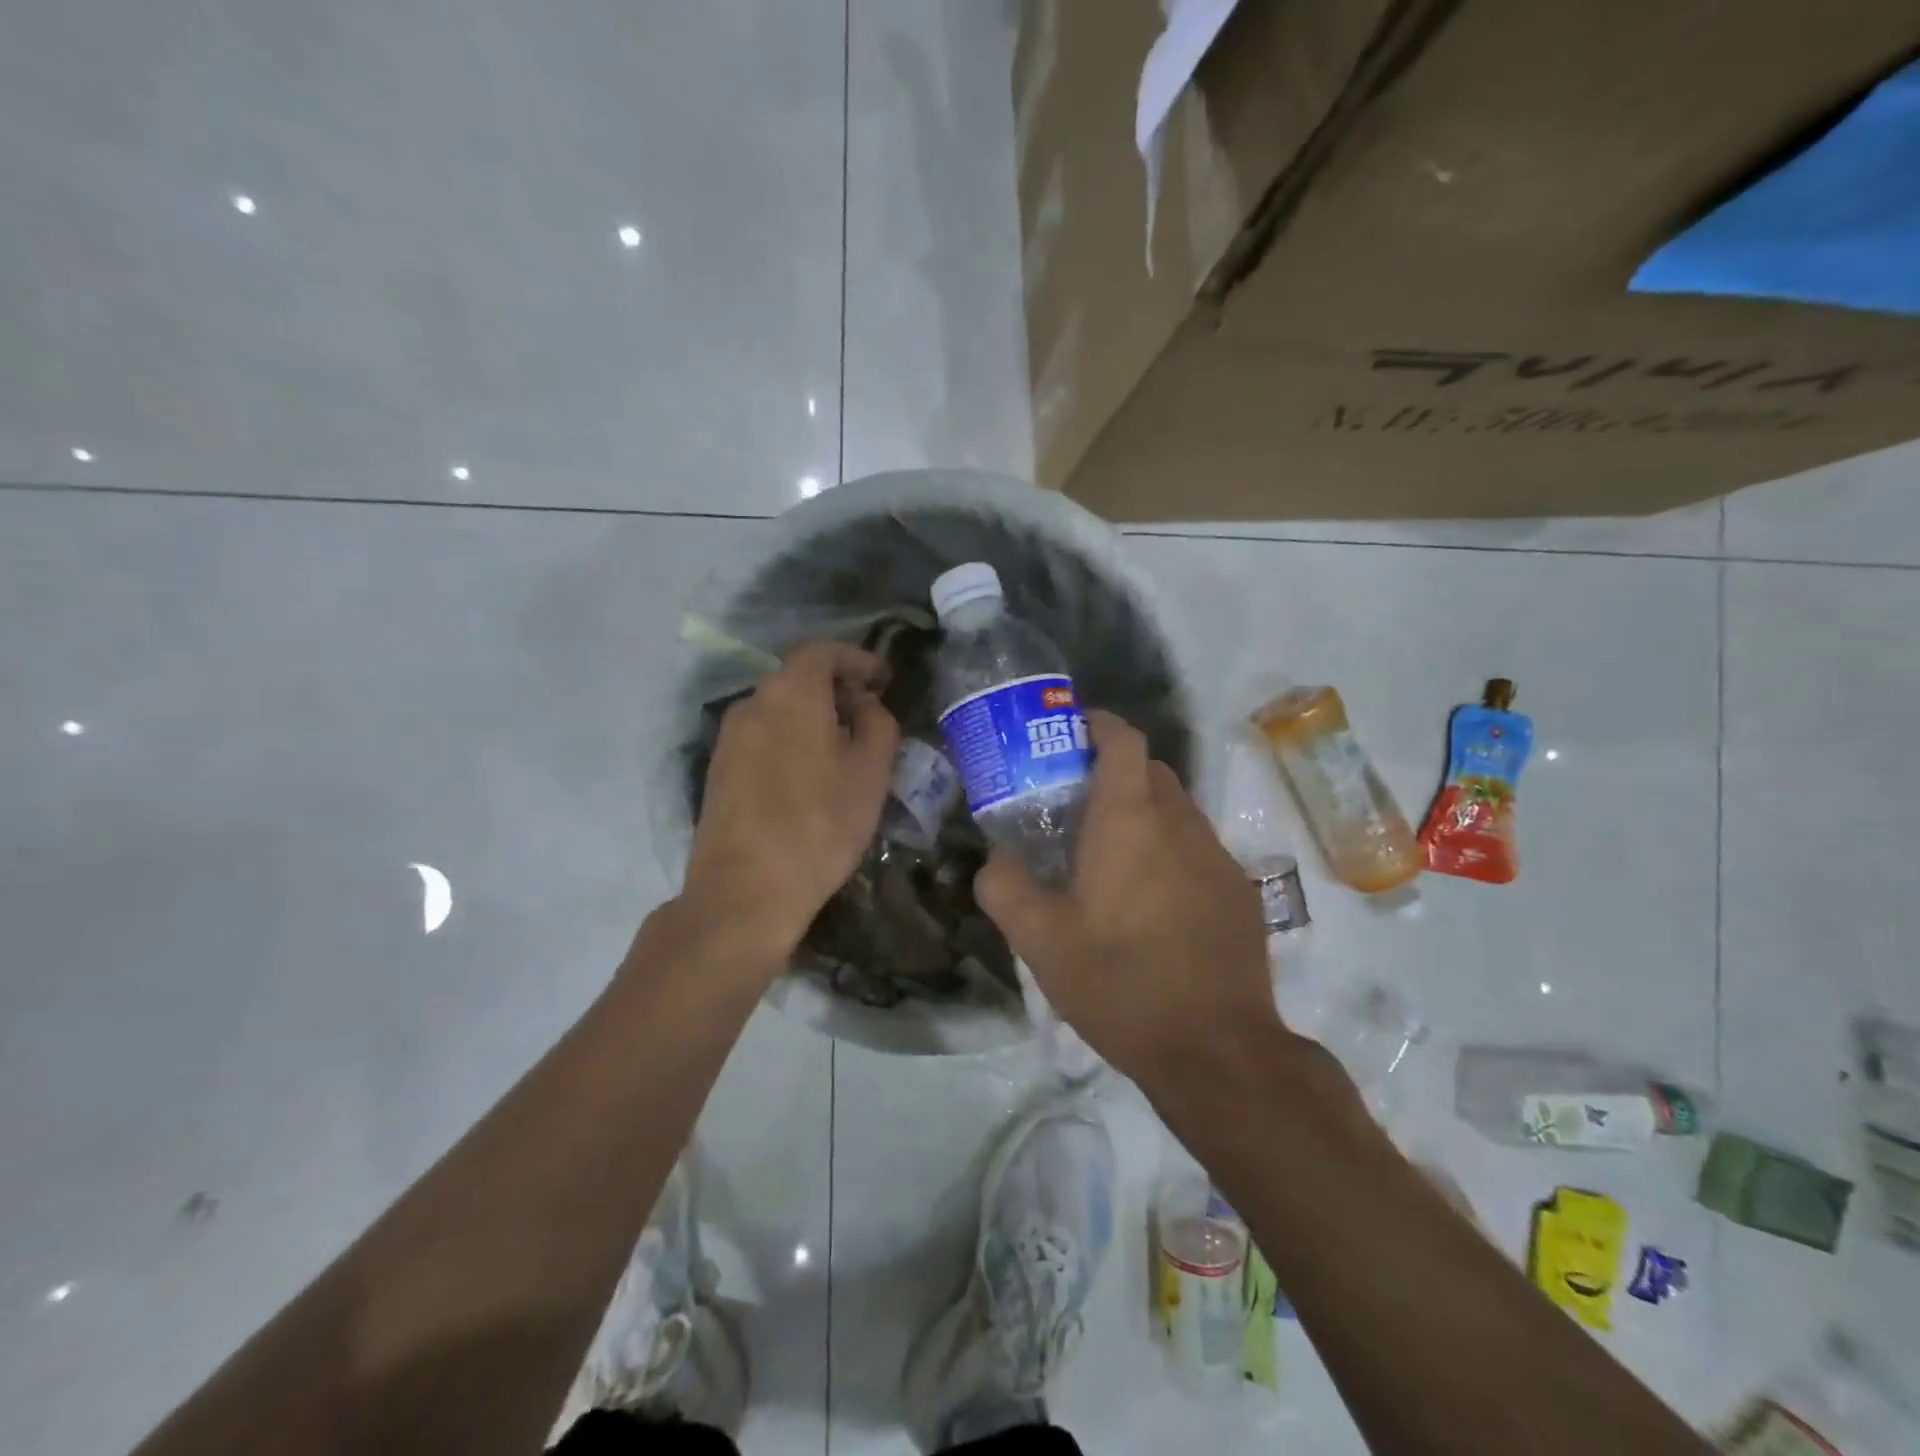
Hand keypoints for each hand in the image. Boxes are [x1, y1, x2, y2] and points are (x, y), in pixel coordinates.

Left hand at [683, 640, 899, 960]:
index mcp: (791, 693)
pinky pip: (762, 737)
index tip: (880, 677)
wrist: (744, 891)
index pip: (821, 650)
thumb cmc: (820, 825)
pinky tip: (808, 776)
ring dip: (812, 716)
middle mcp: (752, 704)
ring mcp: (728, 738)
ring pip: (778, 709)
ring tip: (842, 749)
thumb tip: (864, 705)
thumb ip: (878, 723)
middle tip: (867, 715)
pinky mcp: (718, 771)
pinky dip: (790, 739)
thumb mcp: (871, 772)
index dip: (855, 658)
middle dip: (835, 688)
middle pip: (797, 677)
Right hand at [975, 710, 1280, 1088]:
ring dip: (1144, 815)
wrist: (1216, 1050)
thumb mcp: (1040, 941)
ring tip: (1111, 860)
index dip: (1098, 724)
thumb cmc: (1119, 983)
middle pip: (1151, 771)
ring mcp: (1218, 857)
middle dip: (1116, 772)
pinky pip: (1199, 850)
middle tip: (1077, 805)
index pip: (1123, 740)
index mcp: (1129, 821)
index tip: (1072, 731)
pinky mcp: (1241, 892)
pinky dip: (1171, 853)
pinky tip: (1153, 905)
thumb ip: (1005, 887)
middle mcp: (1180, 824)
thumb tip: (996, 860)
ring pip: (1177, 811)